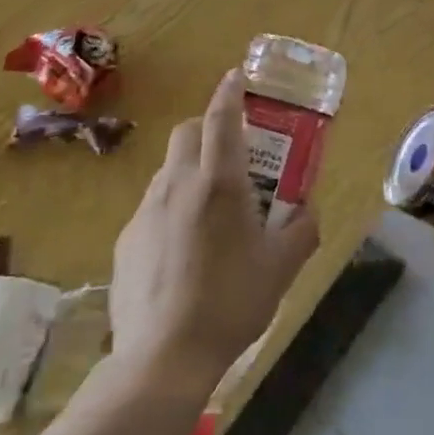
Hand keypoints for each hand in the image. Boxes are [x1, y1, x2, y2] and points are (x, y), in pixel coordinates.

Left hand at [110, 70, 319, 393]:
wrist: (163, 357)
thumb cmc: (231, 302)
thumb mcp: (282, 267)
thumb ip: (302, 230)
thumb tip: (307, 210)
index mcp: (219, 183)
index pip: (222, 119)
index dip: (230, 93)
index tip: (236, 77)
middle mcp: (178, 185)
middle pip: (187, 133)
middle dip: (207, 129)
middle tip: (231, 156)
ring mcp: (146, 211)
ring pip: (168, 169)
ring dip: (189, 170)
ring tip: (210, 209)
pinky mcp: (126, 239)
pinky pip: (152, 207)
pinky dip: (171, 208)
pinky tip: (183, 250)